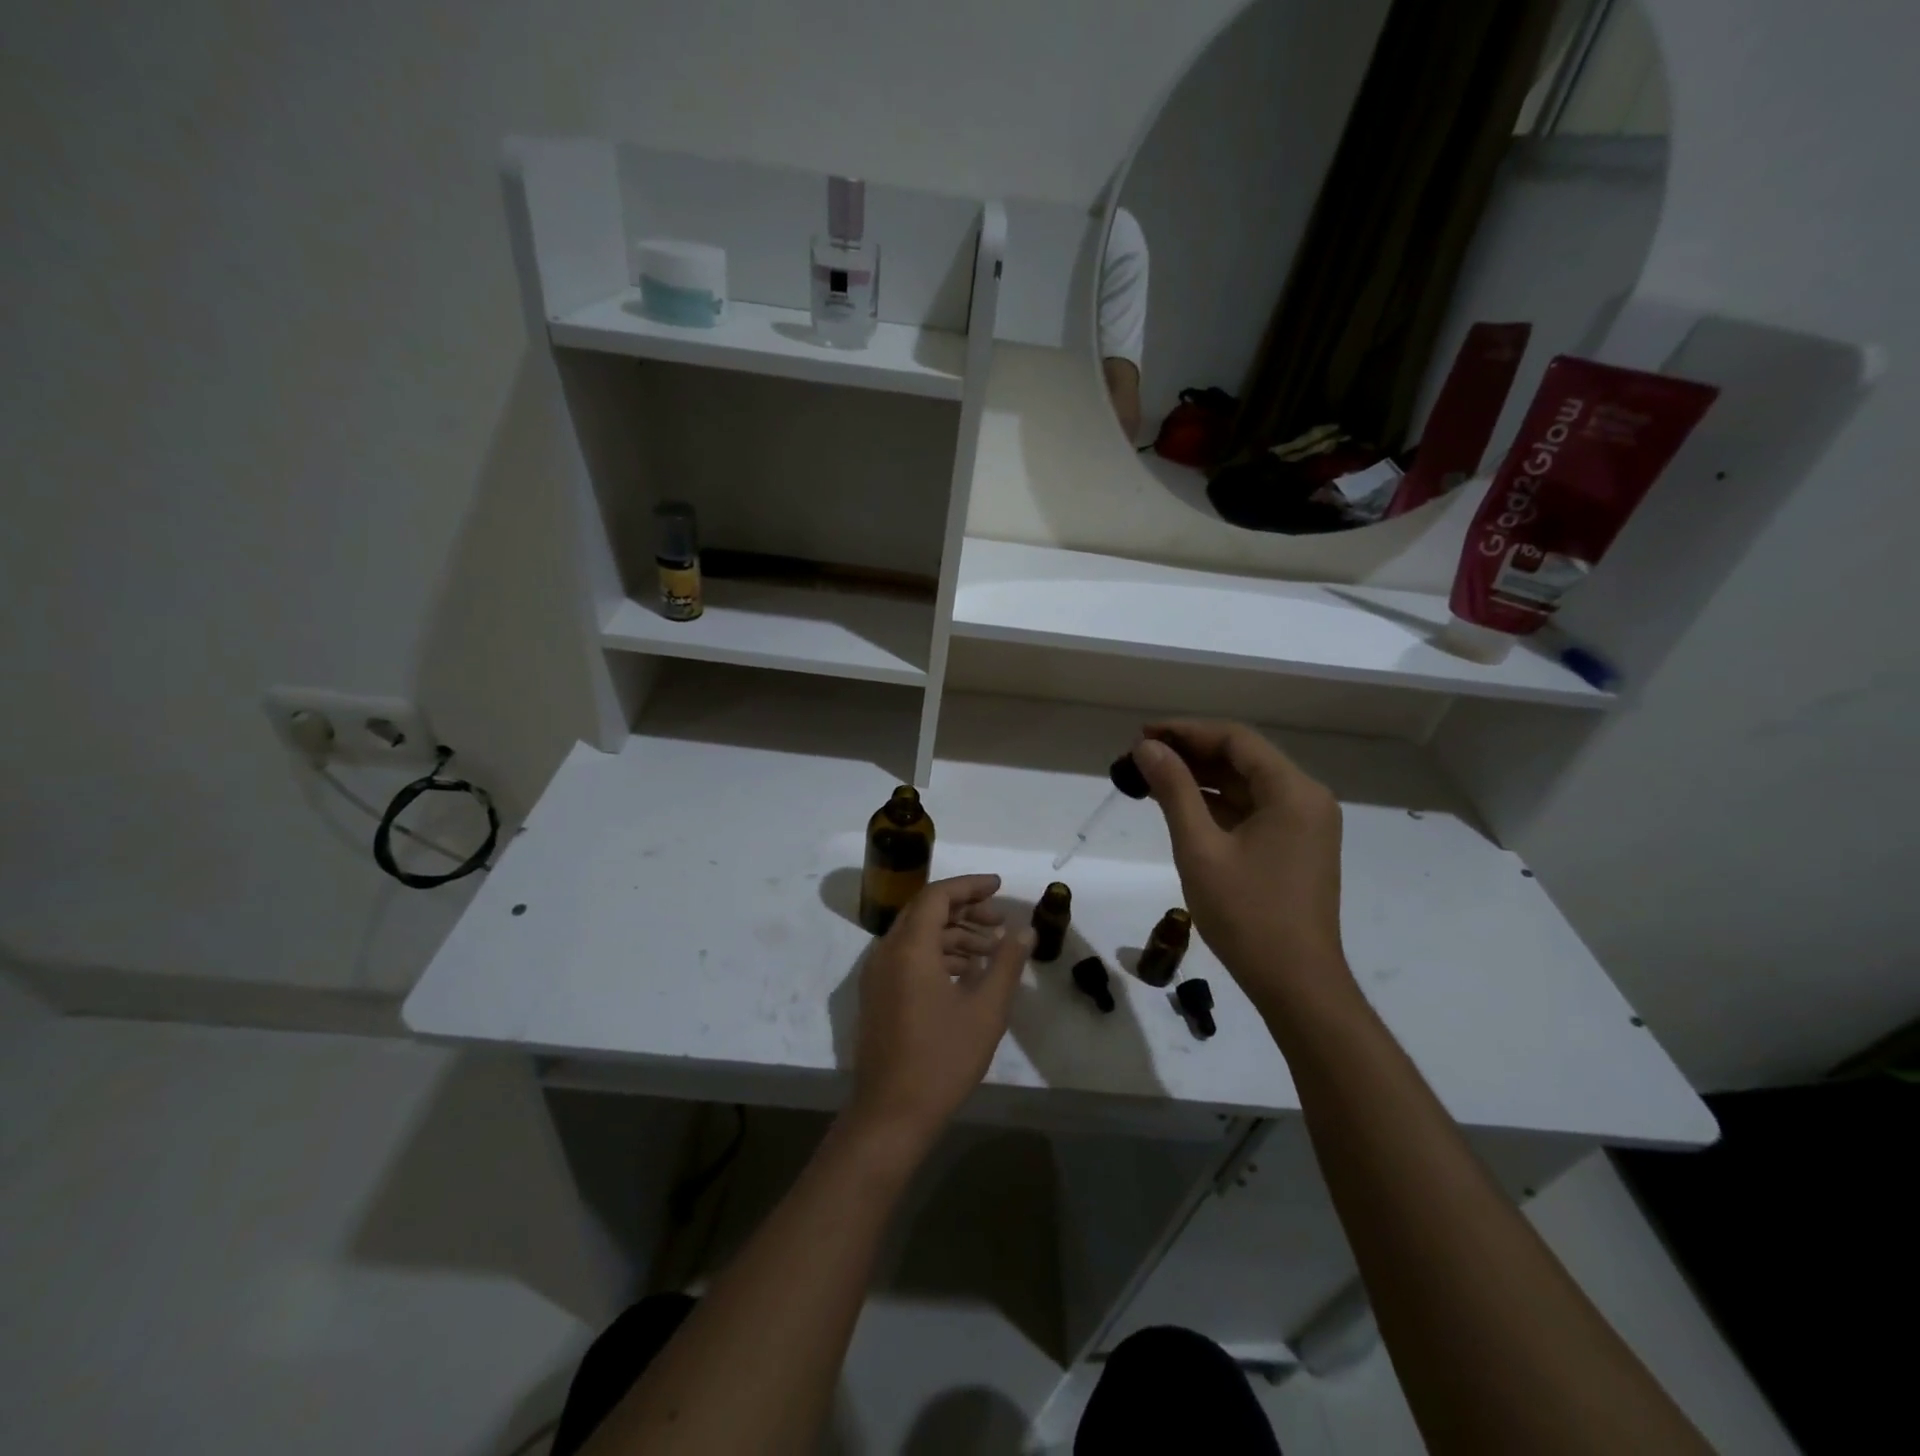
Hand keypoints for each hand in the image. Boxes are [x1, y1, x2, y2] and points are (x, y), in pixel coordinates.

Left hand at [846, 875, 1032, 1152]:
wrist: (891, 1114)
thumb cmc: (942, 1058)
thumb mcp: (986, 1010)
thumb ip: (1006, 964)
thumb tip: (1025, 932)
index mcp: (910, 948)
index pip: (937, 895)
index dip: (969, 885)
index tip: (999, 886)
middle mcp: (887, 952)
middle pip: (925, 912)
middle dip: (964, 910)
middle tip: (999, 921)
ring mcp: (878, 975)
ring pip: (917, 936)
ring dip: (954, 935)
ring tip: (991, 951)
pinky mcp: (878, 996)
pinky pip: (908, 958)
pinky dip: (938, 955)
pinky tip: (967, 975)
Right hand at [1130, 721, 1351, 1012]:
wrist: (1295, 983)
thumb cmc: (1246, 913)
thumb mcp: (1200, 847)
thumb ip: (1174, 790)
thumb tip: (1147, 748)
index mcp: (1292, 791)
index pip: (1235, 740)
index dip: (1186, 732)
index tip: (1142, 735)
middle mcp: (1306, 798)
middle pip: (1242, 759)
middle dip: (1190, 754)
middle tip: (1140, 757)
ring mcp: (1304, 824)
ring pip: (1246, 784)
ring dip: (1201, 779)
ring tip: (1151, 778)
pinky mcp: (1296, 846)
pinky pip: (1252, 809)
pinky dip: (1216, 804)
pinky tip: (1180, 806)